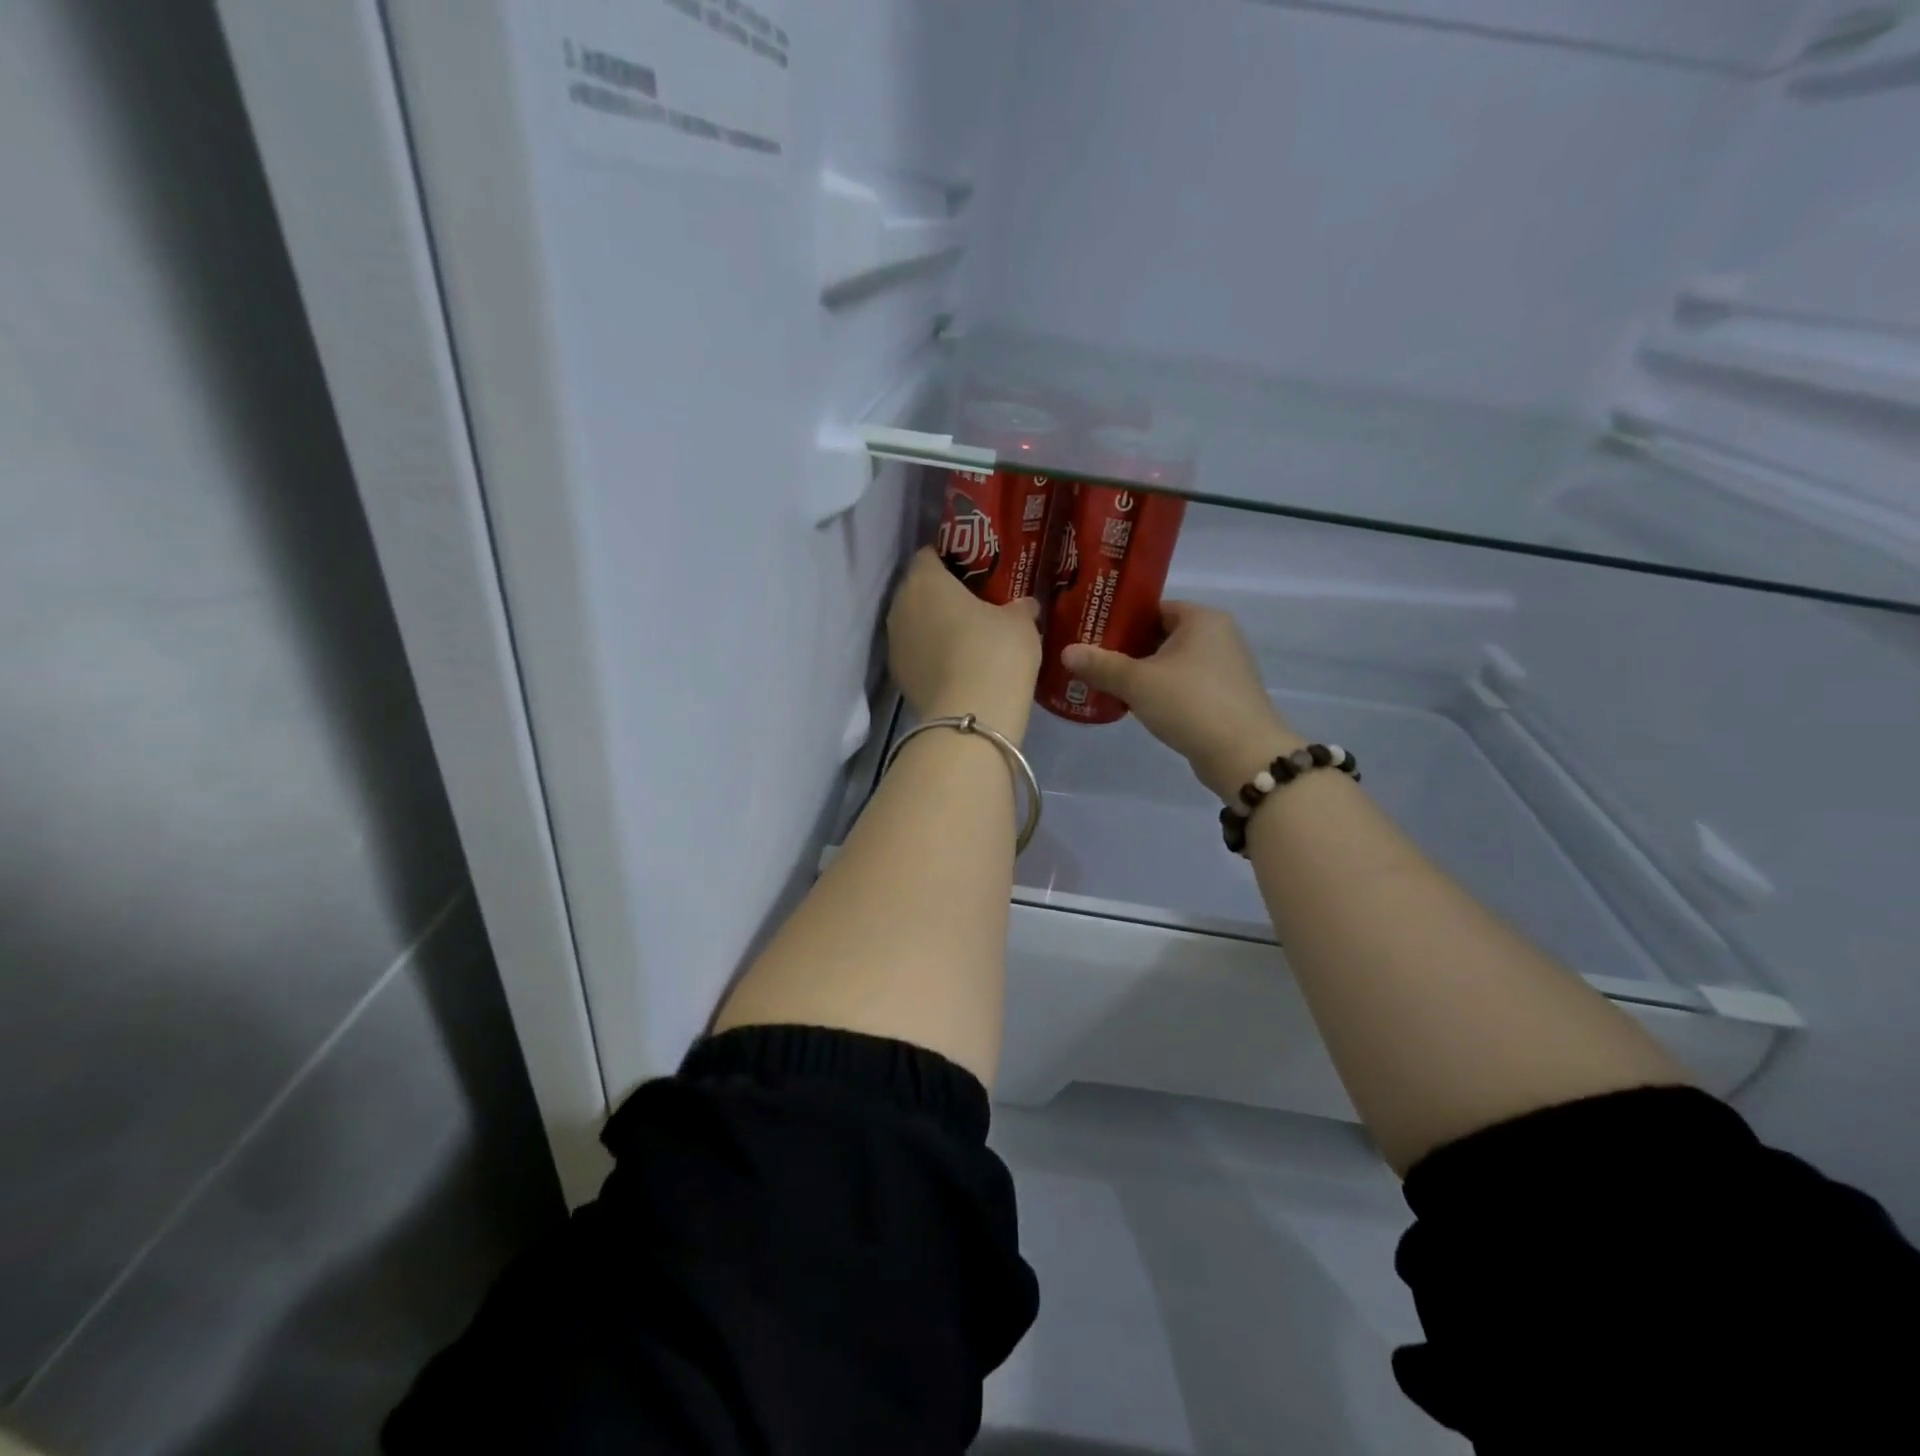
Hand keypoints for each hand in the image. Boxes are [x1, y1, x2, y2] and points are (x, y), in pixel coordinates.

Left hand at [888, 548, 1042, 739]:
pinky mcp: (898, 677)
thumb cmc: (995, 653)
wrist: (971, 717)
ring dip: (935, 627)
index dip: (951, 558)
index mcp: (925, 580)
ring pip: (915, 624)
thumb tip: (1024, 605)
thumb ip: (1019, 607)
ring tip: (967, 637)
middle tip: (974, 603)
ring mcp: (894, 644)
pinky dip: (932, 655)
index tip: (975, 569)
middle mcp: (900, 606)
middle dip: (942, 595)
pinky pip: (917, 654)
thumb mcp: (1020, 624)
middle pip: (919, 591)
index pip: (929, 555)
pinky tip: (957, 666)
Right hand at [1062, 602, 1301, 800]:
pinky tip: (1138, 706)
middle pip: (1162, 635)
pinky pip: (1185, 684)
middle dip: (1128, 649)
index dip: (1120, 620)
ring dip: (1144, 673)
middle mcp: (1219, 635)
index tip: (1091, 634)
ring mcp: (1226, 667)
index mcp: (1202, 618)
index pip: (1153, 608)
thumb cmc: (1190, 704)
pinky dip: (1163, 691)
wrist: (1243, 755)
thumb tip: (1066, 652)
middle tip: (1093, 661)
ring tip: (1108, 684)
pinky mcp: (1225, 696)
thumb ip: (1101, 665)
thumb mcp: (1137, 682)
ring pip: (1173, 662)